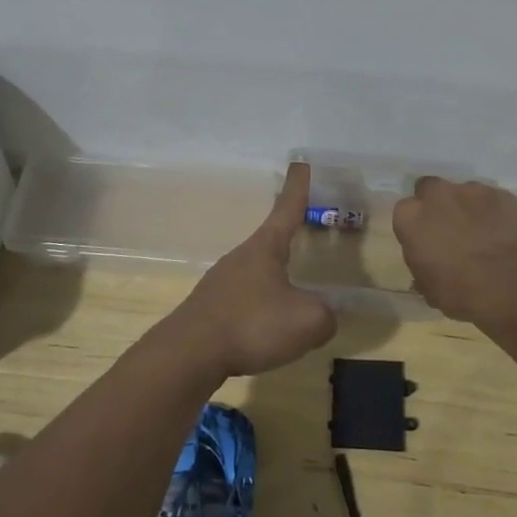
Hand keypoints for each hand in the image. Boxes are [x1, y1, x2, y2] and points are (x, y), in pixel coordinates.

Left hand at [166, 163, 336, 377]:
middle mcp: (242, 256)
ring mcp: (222, 280)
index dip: (297, 186)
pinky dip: (260, 306)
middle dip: (290, 236)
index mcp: (265, 247)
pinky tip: (266, 328)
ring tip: (293, 295)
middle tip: (307, 232)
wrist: (189, 353)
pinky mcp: (210, 307)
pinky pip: (244, 298)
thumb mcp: (306, 321)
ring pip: (257, 271)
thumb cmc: (252, 324)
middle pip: (271, 239)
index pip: (287, 208)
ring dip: (275, 276)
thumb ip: (326, 315)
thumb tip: (326, 315)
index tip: (300, 162)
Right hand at [392, 177, 516, 331]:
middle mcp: (437, 195)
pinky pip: (491, 199)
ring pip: (462, 192)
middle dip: (437, 204)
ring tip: (480, 231)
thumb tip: (427, 262)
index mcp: (410, 218)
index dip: (416, 224)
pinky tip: (502, 231)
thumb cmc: (462, 294)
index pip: (404, 210)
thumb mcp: (429, 289)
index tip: (425, 239)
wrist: (514, 289)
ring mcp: (471, 190)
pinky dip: (492, 211)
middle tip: (449, 228)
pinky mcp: (502, 193)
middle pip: (429, 189)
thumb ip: (421, 265)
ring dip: (466, 206)